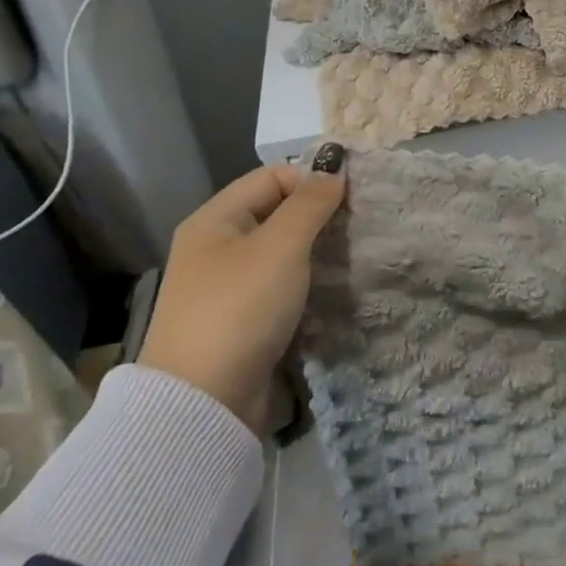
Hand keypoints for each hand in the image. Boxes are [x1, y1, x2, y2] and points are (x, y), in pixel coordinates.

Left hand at [140, 149, 345, 434]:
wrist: (204, 402)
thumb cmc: (240, 308)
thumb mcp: (281, 246)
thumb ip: (310, 203)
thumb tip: (334, 164)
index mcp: (215, 220)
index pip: (271, 177)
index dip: (311, 181)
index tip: (353, 198)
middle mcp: (216, 248)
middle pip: (275, 214)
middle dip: (318, 217)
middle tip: (361, 227)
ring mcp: (227, 287)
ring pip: (281, 253)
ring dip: (316, 252)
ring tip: (355, 256)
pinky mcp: (241, 321)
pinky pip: (280, 287)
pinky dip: (307, 284)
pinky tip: (334, 289)